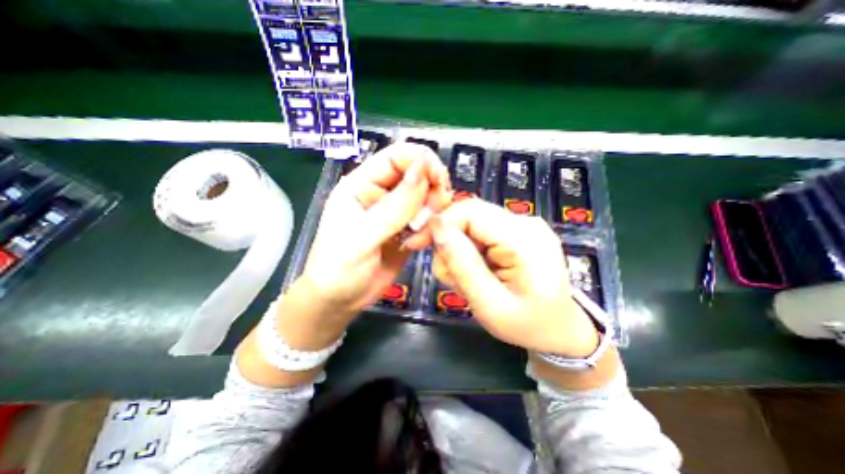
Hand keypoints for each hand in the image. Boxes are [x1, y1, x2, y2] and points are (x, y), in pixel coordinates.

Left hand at [294, 143, 451, 321]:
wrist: (340, 301)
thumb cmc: (339, 268)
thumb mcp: (363, 236)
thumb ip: (395, 205)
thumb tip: (424, 169)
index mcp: (362, 184)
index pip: (397, 155)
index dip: (421, 161)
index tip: (440, 182)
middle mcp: (381, 193)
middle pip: (418, 173)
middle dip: (433, 188)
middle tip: (436, 211)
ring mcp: (396, 212)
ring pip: (427, 196)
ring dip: (433, 210)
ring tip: (423, 233)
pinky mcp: (408, 230)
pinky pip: (429, 219)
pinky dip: (432, 227)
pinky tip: (420, 243)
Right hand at [411, 198, 595, 355]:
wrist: (562, 330)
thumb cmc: (528, 325)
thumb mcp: (489, 305)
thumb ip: (462, 265)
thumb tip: (437, 226)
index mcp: (524, 239)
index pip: (470, 211)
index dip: (439, 223)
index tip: (417, 244)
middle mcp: (526, 222)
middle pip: (470, 215)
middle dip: (449, 243)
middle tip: (449, 276)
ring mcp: (524, 225)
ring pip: (472, 224)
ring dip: (459, 250)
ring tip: (466, 281)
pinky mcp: (518, 232)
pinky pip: (482, 232)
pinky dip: (470, 251)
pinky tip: (476, 272)